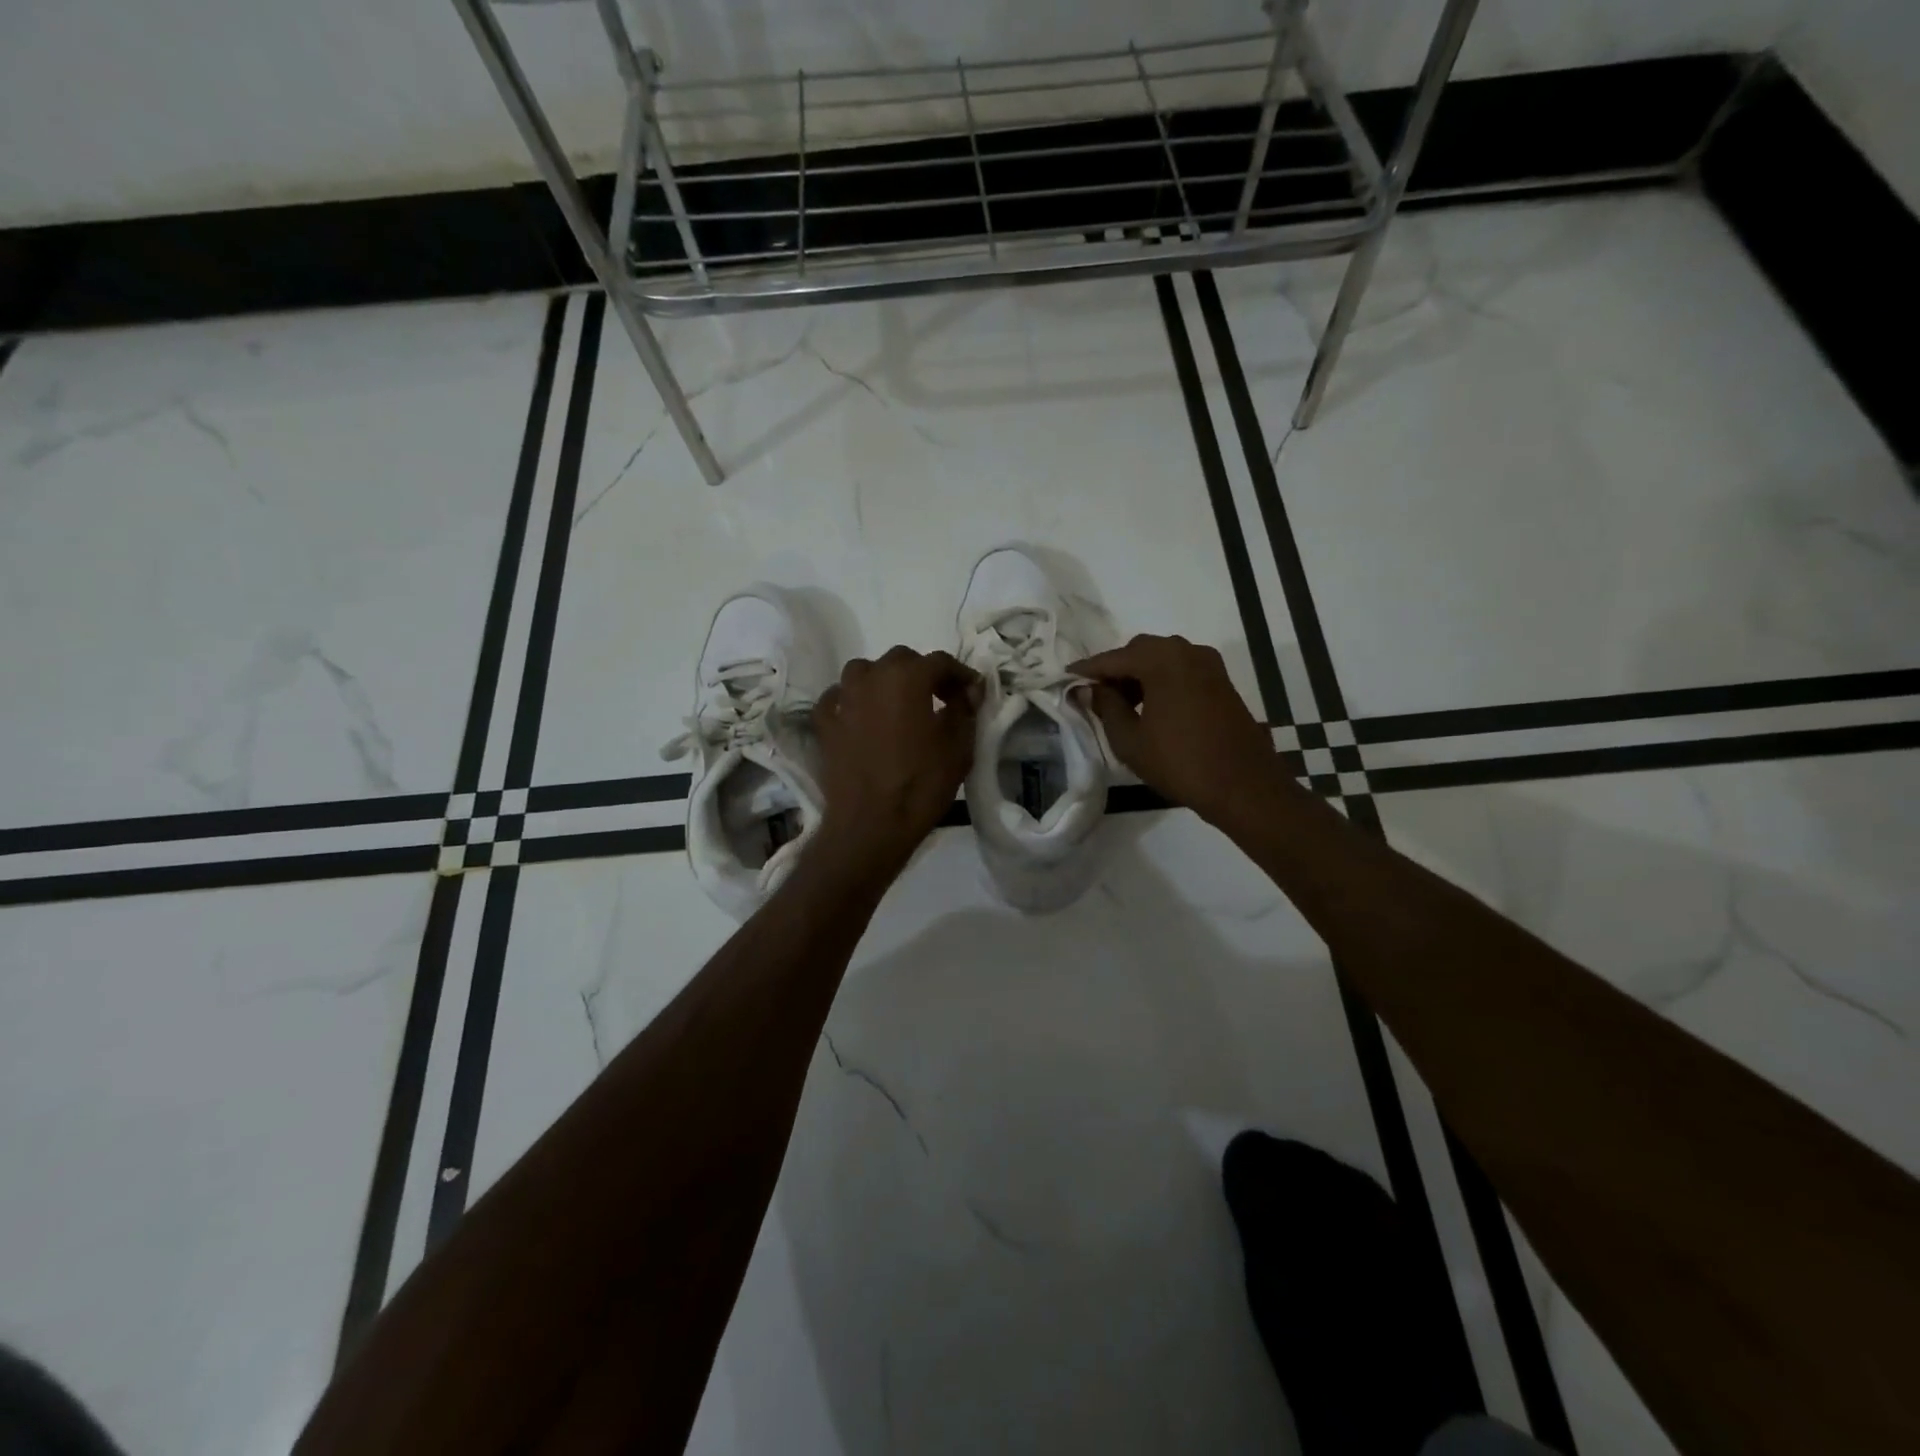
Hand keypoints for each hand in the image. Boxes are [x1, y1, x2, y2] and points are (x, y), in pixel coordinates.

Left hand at [812, 646, 981, 874]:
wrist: (871, 825)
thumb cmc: (921, 784)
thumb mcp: (959, 748)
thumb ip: (965, 710)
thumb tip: (969, 691)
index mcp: (907, 677)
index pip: (940, 661)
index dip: (961, 674)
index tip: (972, 693)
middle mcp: (871, 677)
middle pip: (901, 660)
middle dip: (923, 674)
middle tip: (940, 699)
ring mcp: (843, 699)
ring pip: (864, 672)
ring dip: (884, 680)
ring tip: (898, 704)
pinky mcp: (824, 724)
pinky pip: (837, 699)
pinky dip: (851, 701)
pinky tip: (861, 716)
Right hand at [1070, 634, 1280, 827]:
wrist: (1244, 786)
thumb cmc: (1180, 762)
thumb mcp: (1130, 740)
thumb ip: (1106, 707)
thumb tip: (1089, 689)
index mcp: (1162, 660)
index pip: (1113, 658)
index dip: (1087, 670)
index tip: (1065, 679)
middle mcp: (1187, 651)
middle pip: (1140, 651)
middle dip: (1116, 670)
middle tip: (1097, 698)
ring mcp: (1209, 665)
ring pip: (1162, 659)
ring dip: (1140, 676)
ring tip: (1123, 707)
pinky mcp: (1221, 682)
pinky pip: (1181, 671)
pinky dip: (1162, 681)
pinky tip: (1152, 709)